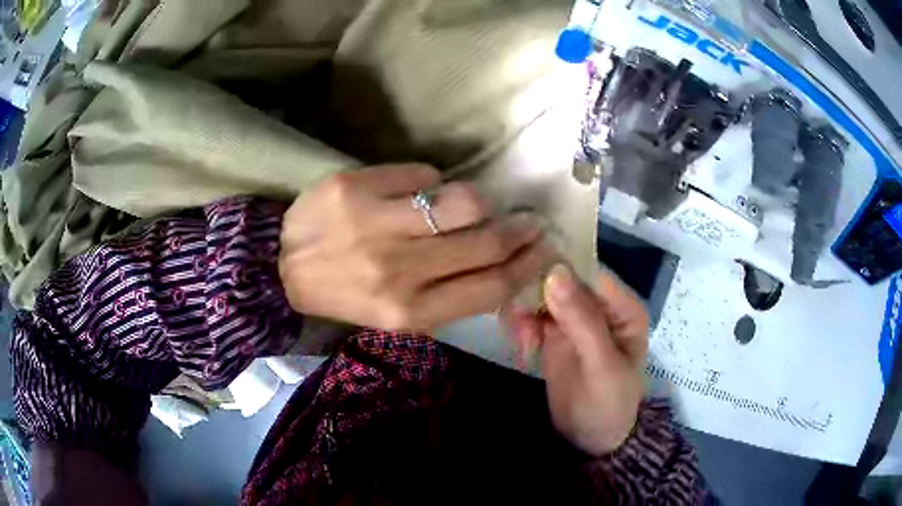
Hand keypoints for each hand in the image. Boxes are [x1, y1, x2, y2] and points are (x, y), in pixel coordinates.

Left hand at [279, 164, 553, 331]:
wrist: (282, 269)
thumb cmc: (347, 294)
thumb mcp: (397, 314)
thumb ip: (448, 295)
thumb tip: (500, 262)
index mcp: (411, 311)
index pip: (491, 286)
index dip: (527, 266)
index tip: (543, 250)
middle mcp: (399, 271)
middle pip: (486, 241)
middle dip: (519, 229)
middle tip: (529, 220)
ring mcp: (376, 225)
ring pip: (463, 200)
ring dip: (476, 202)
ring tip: (467, 206)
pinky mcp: (356, 188)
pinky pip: (422, 174)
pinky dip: (431, 181)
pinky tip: (417, 192)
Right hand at [502, 265, 648, 455]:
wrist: (589, 440)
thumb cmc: (608, 404)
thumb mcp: (602, 366)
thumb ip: (582, 321)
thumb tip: (555, 271)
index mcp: (622, 305)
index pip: (587, 268)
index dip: (557, 267)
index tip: (526, 280)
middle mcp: (598, 304)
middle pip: (558, 277)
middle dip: (534, 295)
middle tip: (523, 328)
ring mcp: (573, 317)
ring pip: (539, 292)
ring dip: (523, 312)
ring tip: (523, 344)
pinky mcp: (552, 332)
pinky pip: (529, 313)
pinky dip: (519, 326)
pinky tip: (522, 349)